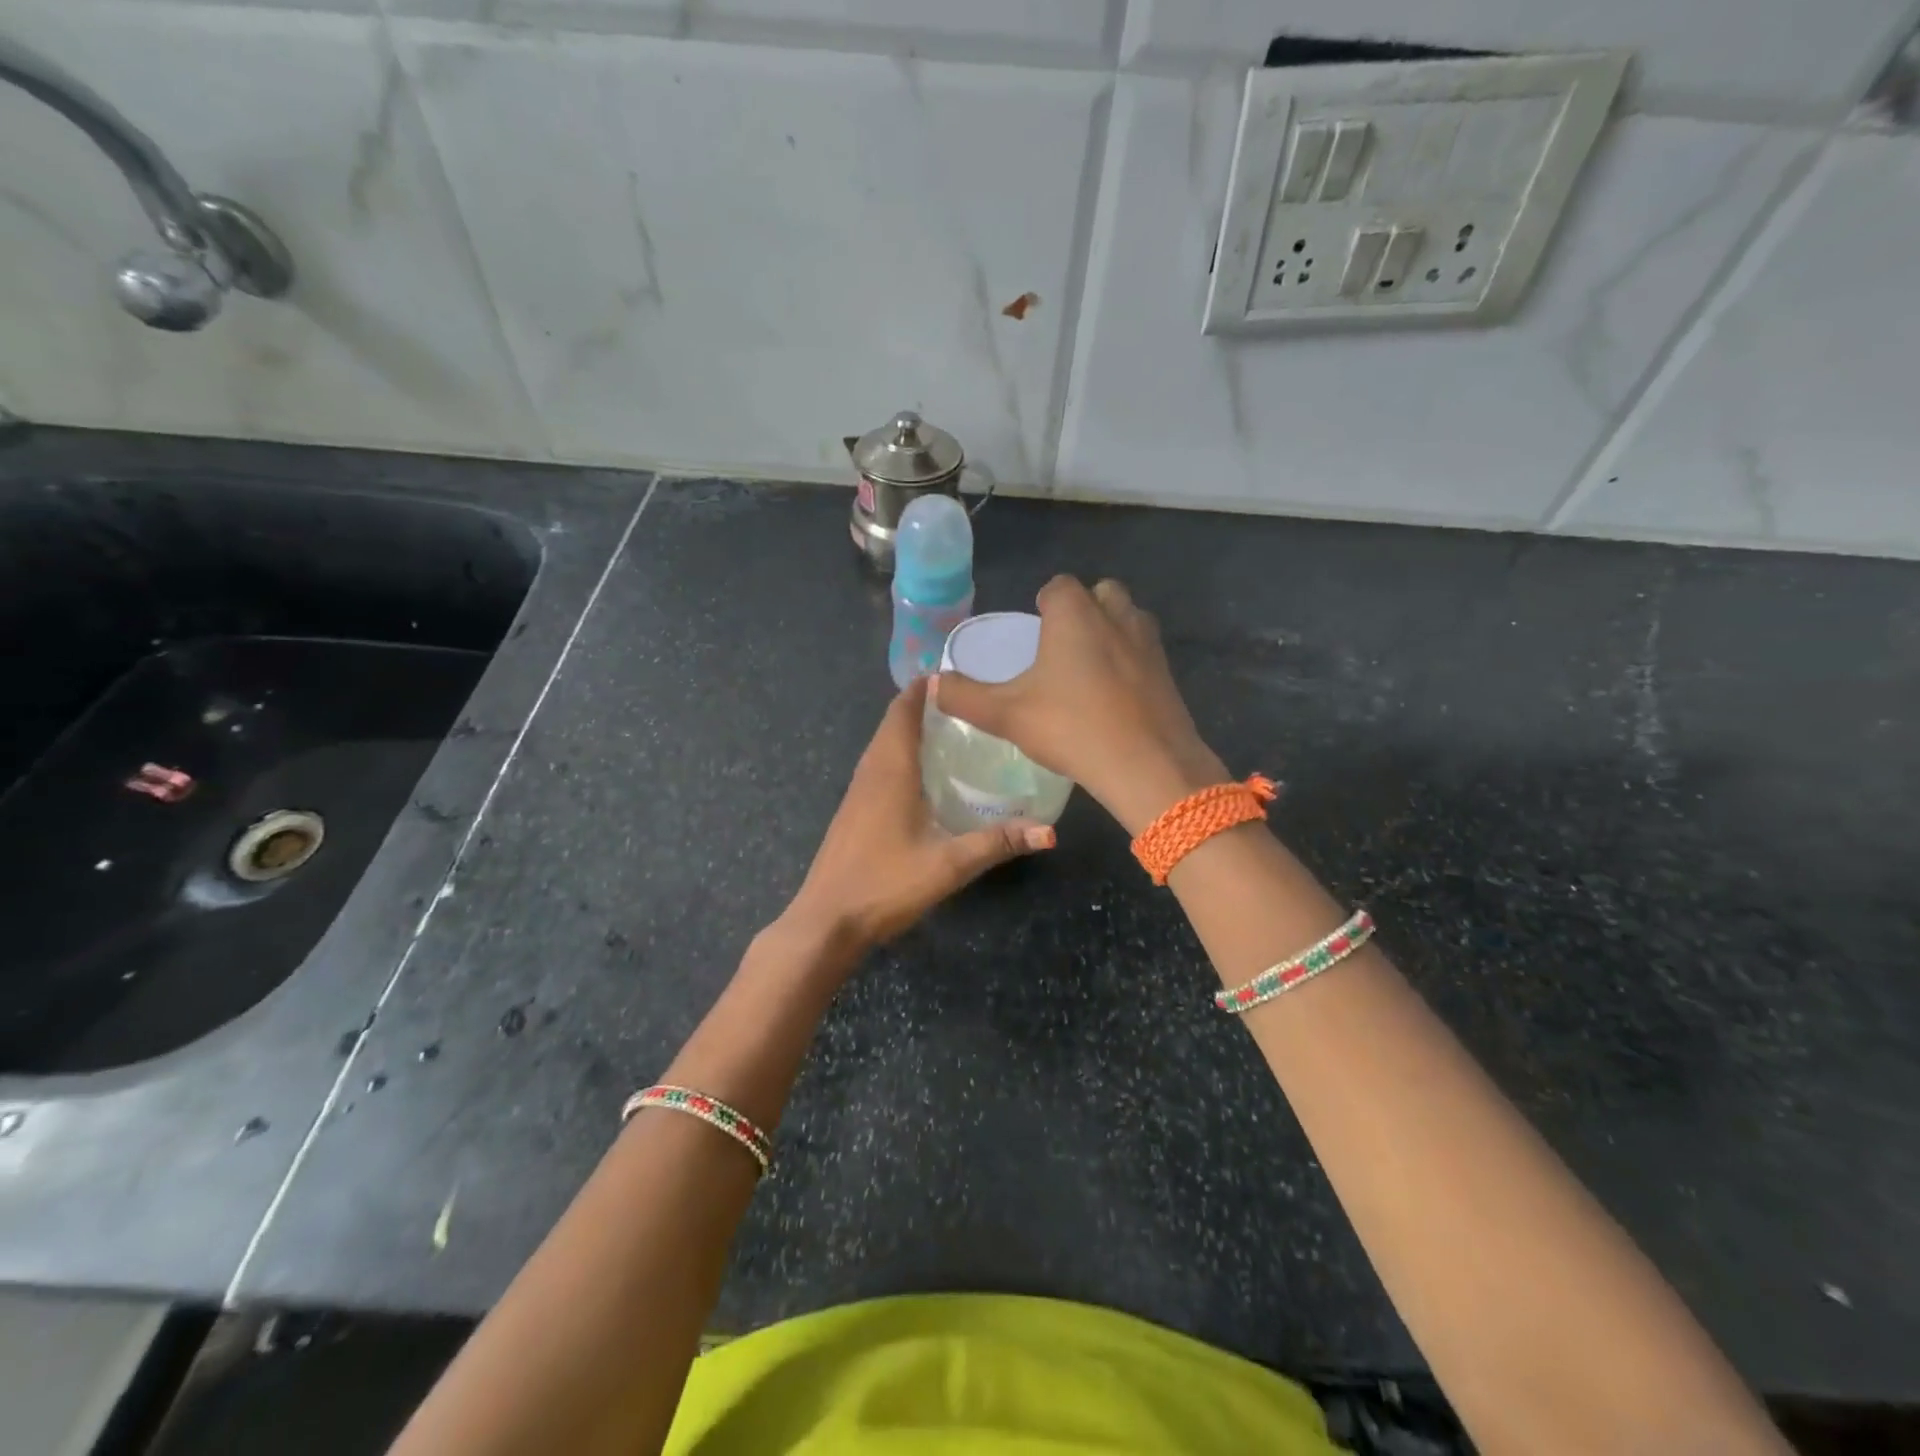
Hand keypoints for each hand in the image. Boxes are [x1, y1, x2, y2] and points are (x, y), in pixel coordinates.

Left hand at [784, 677, 1054, 953]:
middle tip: (967, 702)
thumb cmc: (885, 884)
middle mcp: (870, 771)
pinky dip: (900, 754)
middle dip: (923, 704)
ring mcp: (857, 791)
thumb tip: (1049, 831)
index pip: (902, 710)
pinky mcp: (853, 810)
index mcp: (890, 770)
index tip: (957, 675)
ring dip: (910, 729)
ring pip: (883, 744)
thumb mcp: (948, 864)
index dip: (924, 687)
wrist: (827, 921)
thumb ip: (998, 843)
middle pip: (892, 722)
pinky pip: (878, 765)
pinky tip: (924, 775)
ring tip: (952, 729)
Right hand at [931, 576, 1226, 834]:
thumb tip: (931, 684)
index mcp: (1075, 614)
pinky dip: (1130, 662)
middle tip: (1060, 649)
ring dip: (1109, 632)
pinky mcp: (1168, 672)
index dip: (1043, 605)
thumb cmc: (1072, 728)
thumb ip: (964, 697)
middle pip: (1099, 594)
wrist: (1148, 765)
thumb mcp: (1006, 715)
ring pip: (1127, 619)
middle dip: (1081, 611)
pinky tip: (1114, 697)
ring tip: (1087, 670)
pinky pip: (1144, 652)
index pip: (1058, 587)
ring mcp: (1149, 642)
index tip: (1033, 633)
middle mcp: (1116, 615)